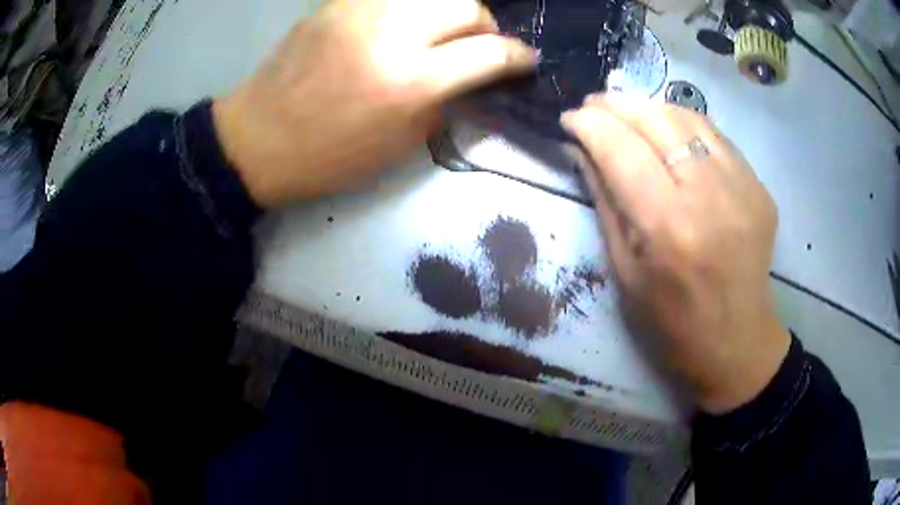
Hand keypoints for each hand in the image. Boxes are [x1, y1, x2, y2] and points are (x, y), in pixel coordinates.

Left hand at [213, 0, 535, 207]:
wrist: (258, 139)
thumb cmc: (329, 157)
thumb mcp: (400, 145)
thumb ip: (445, 103)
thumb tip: (474, 79)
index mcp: (410, 82)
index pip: (490, 53)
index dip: (519, 57)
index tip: (525, 61)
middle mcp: (392, 34)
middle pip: (468, 6)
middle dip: (487, 25)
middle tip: (480, 45)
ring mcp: (361, 11)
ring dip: (451, 10)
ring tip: (443, 31)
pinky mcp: (337, 4)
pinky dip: (412, 7)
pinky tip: (406, 24)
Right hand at [562, 94, 790, 413]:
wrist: (737, 341)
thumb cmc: (672, 322)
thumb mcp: (625, 270)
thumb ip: (605, 201)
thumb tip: (581, 150)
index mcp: (668, 227)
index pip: (620, 149)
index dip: (588, 124)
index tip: (568, 119)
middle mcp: (709, 195)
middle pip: (655, 119)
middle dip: (615, 103)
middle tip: (593, 106)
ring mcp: (742, 186)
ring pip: (687, 117)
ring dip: (649, 106)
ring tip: (627, 112)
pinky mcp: (759, 187)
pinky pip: (715, 135)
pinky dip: (684, 123)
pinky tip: (668, 130)